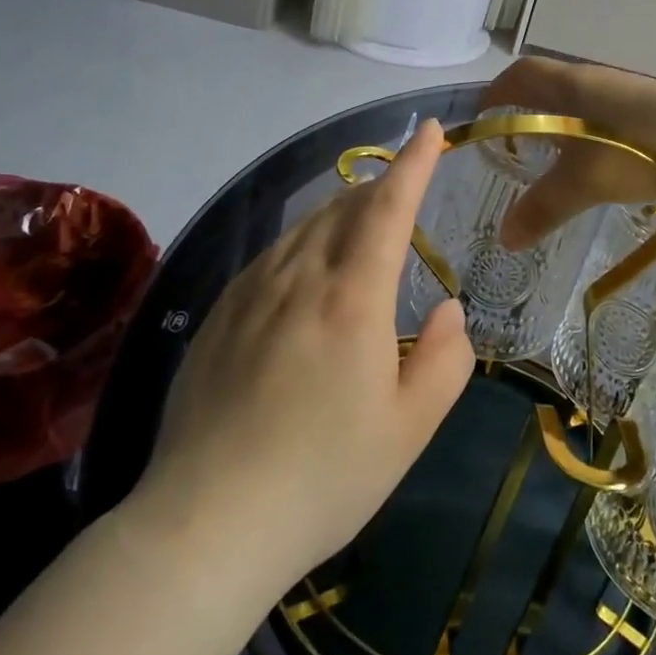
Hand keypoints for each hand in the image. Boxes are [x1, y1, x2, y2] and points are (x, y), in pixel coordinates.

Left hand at [124, 119, 473, 593]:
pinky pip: (270, 258)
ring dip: (339, 211)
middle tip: (402, 189)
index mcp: (352, 299)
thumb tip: (449, 307)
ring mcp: (249, 294)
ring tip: (360, 222)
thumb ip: (446, 359)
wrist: (206, 524)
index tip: (430, 130)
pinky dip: (301, 243)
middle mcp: (299, 279)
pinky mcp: (217, 317)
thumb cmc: (324, 478)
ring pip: (302, 228)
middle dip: (378, 186)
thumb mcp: (410, 428)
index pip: (389, 208)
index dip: (413, 164)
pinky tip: (304, 271)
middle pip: (342, 207)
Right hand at [481, 59, 655, 246]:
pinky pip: (611, 115)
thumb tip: (504, 239)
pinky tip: (605, 161)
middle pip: (551, 85)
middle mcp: (596, 81)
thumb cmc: (633, 150)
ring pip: (584, 102)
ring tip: (558, 155)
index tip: (483, 112)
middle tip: (516, 139)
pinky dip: (595, 133)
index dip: (498, 91)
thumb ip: (542, 209)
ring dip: (565, 121)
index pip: (521, 75)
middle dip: (529, 108)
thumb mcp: (581, 184)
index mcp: (569, 87)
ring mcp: (630, 93)